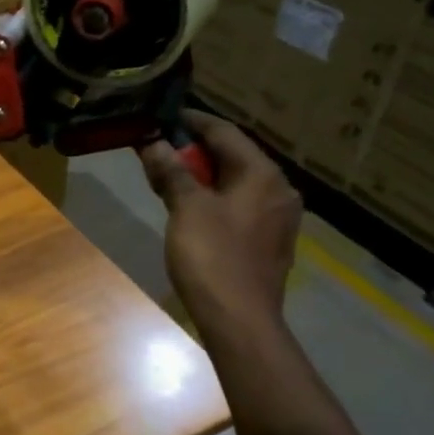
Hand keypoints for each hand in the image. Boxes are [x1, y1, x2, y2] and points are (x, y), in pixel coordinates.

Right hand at [138, 111, 301, 335]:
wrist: (240, 318)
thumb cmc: (212, 256)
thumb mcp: (186, 208)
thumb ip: (172, 171)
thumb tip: (155, 143)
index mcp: (262, 174)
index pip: (225, 133)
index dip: (192, 122)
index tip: (164, 116)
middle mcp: (277, 190)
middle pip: (233, 157)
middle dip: (194, 151)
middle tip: (159, 148)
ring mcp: (277, 218)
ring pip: (236, 182)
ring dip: (202, 175)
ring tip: (168, 176)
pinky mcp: (268, 241)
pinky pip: (239, 205)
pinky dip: (214, 198)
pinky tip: (190, 207)